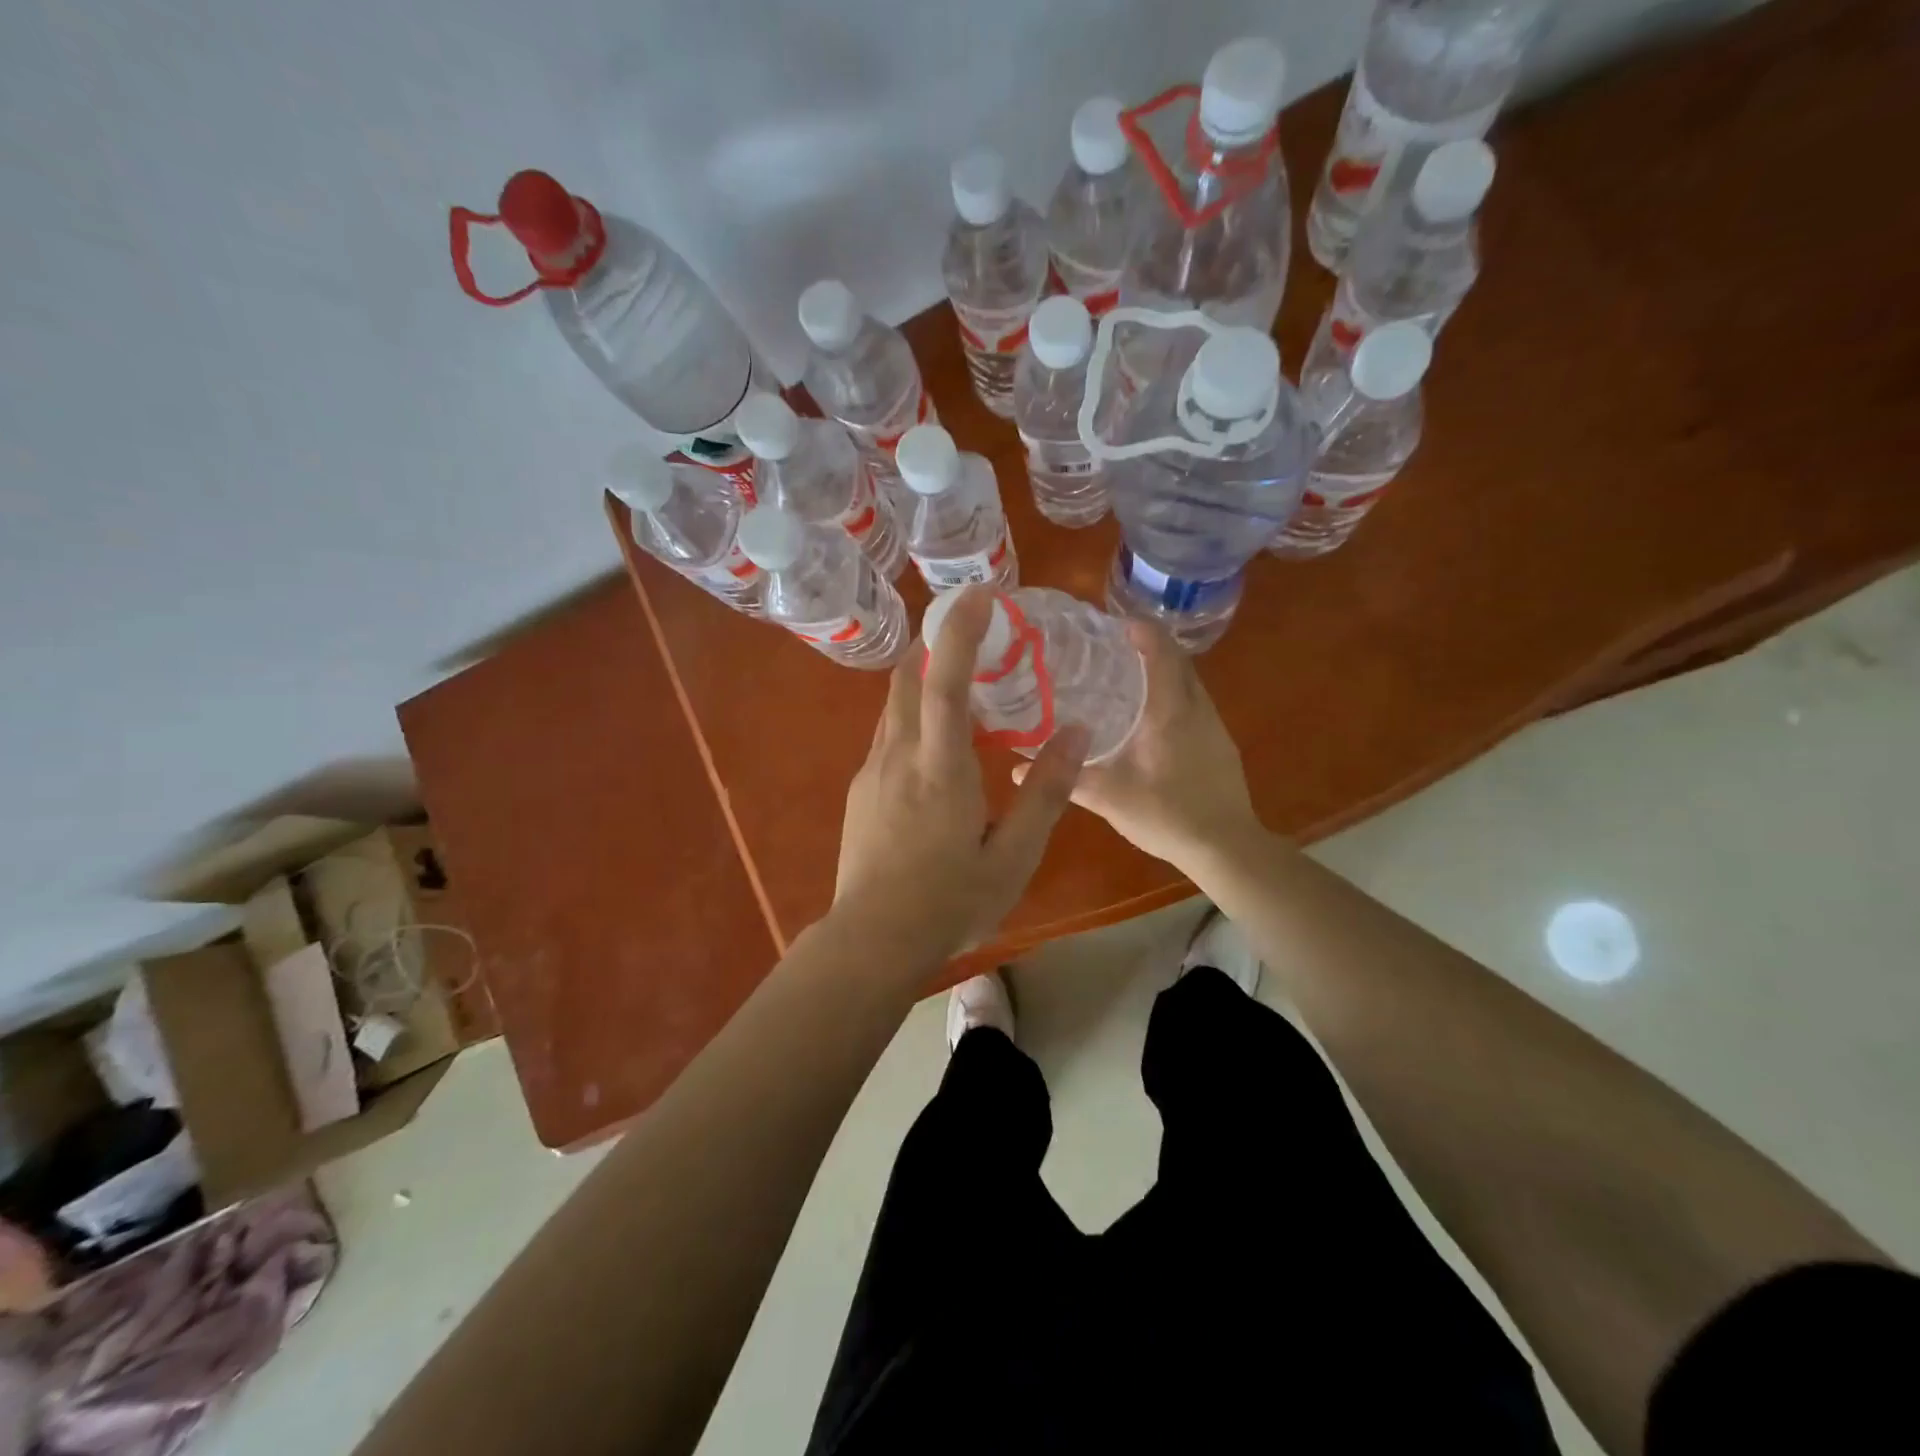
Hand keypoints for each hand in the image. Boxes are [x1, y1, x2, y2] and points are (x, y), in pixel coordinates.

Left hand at [834, 587, 1089, 958]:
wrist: (872, 941)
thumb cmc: (949, 901)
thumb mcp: (1014, 855)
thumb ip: (1045, 791)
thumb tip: (1077, 732)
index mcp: (939, 766)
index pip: (945, 680)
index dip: (960, 631)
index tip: (980, 595)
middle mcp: (898, 754)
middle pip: (908, 677)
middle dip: (937, 645)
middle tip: (979, 642)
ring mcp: (871, 771)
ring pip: (894, 706)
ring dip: (924, 684)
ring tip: (965, 696)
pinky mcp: (860, 790)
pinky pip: (888, 736)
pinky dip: (913, 720)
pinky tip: (938, 754)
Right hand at [1017, 619, 1260, 875]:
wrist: (1228, 848)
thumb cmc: (1168, 814)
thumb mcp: (1109, 798)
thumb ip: (1066, 780)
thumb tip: (1017, 771)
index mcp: (1170, 710)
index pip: (1161, 650)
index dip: (1139, 630)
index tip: (1110, 625)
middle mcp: (1197, 708)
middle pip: (1177, 660)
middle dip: (1148, 647)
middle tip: (1108, 652)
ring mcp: (1214, 726)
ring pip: (1188, 683)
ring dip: (1162, 673)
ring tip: (1124, 682)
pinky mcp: (1220, 745)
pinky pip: (1194, 705)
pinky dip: (1172, 697)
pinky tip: (1150, 723)